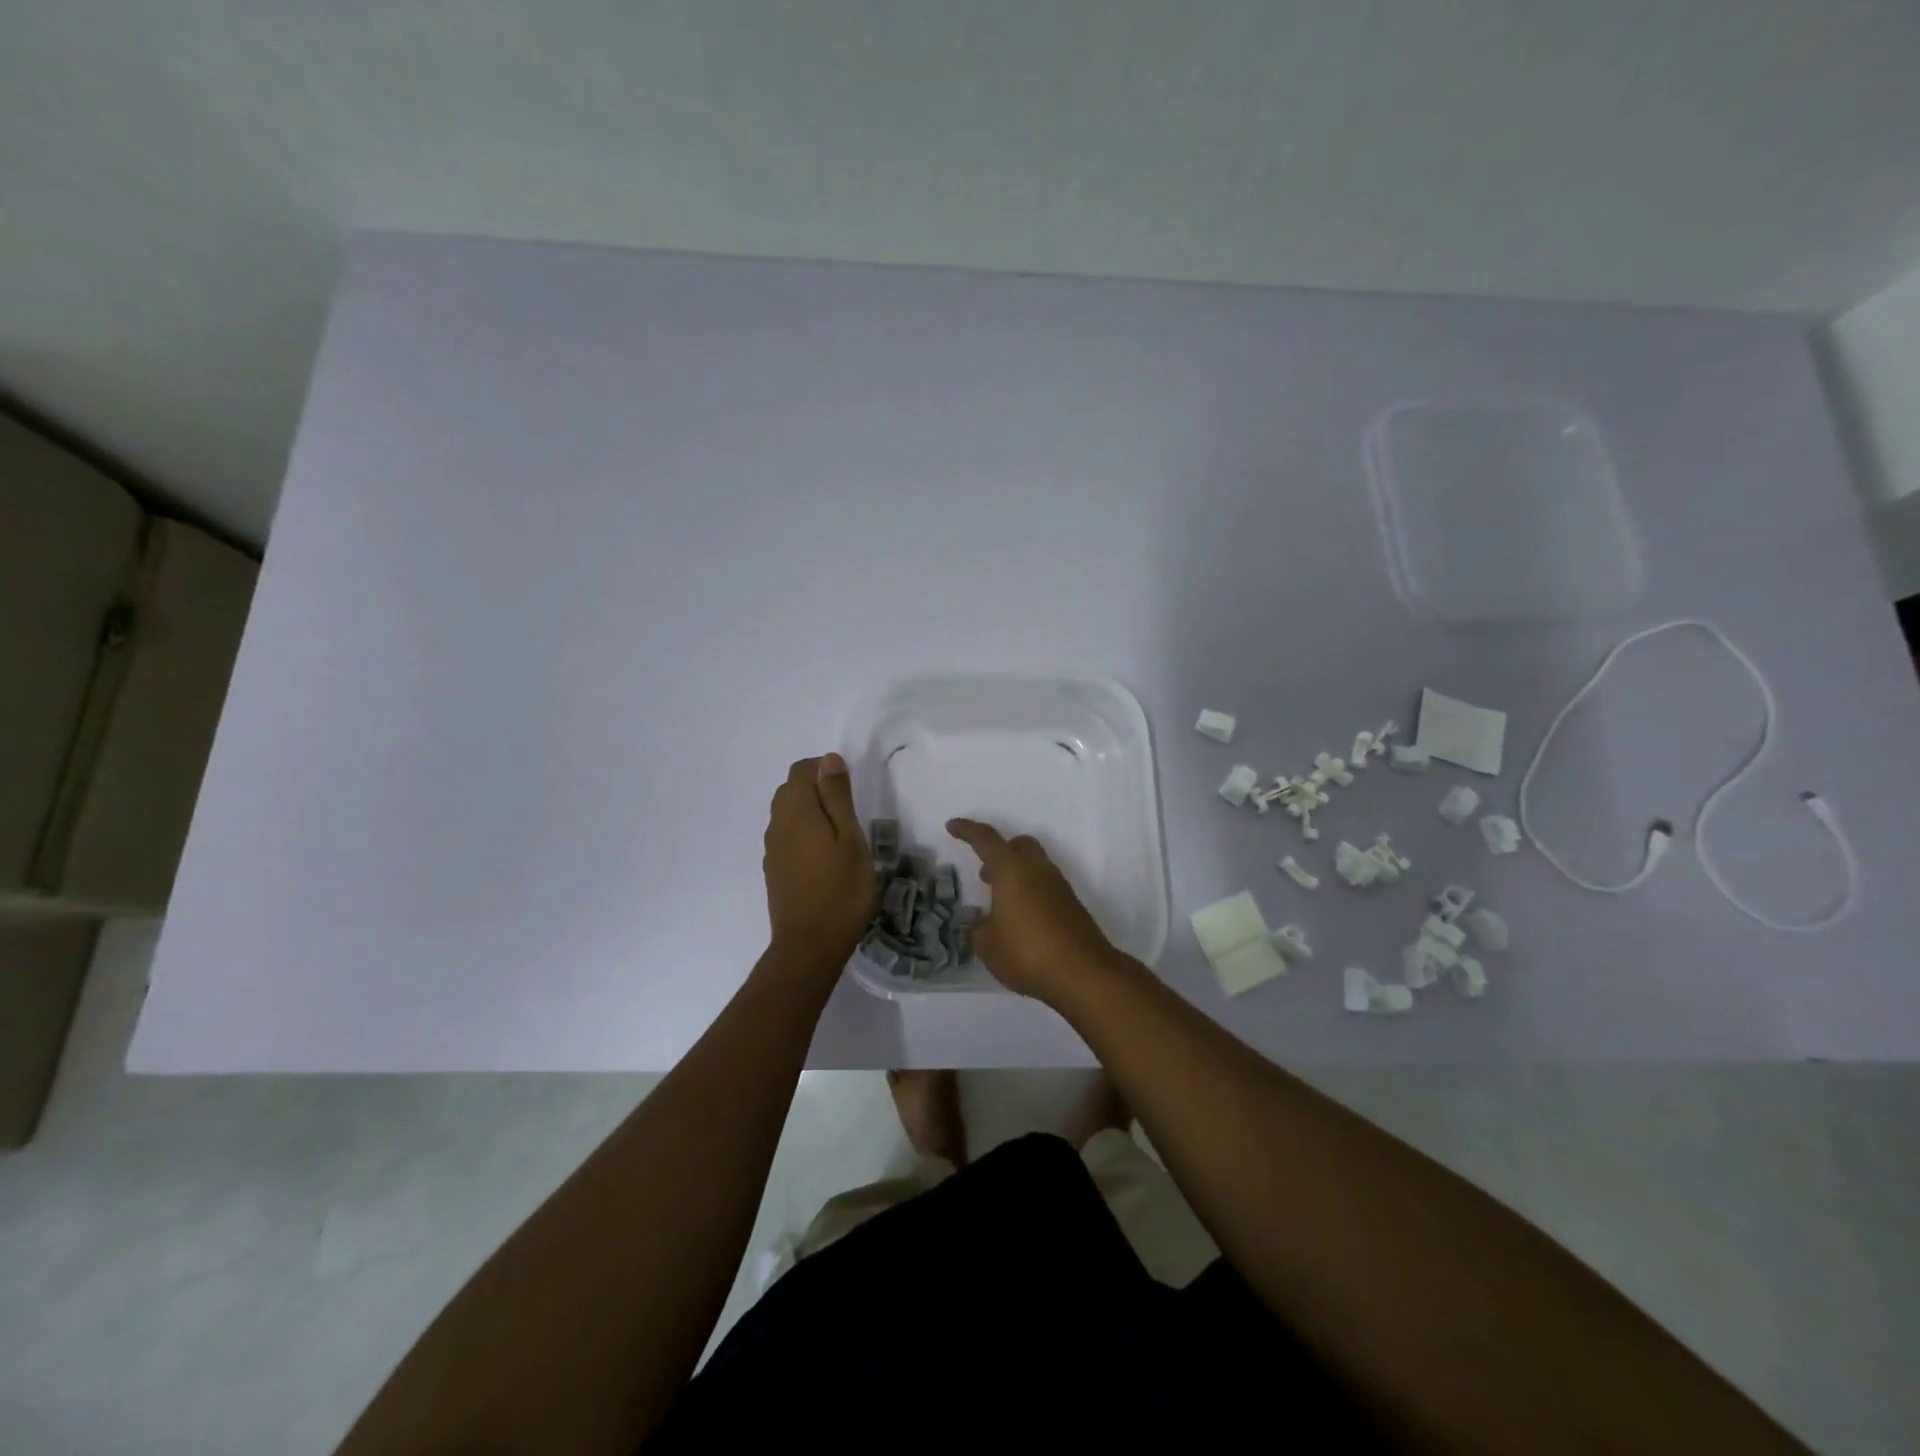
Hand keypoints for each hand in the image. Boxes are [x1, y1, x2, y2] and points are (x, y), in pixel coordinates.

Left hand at [764, 754, 875, 967]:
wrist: (809, 946)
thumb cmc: (841, 890)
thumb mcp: (850, 838)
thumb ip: (837, 797)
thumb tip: (828, 760)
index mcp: (796, 811)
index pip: (800, 770)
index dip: (823, 769)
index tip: (849, 788)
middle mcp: (777, 824)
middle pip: (790, 790)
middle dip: (815, 788)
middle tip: (848, 811)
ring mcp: (772, 849)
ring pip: (785, 814)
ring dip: (809, 812)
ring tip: (839, 834)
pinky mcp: (774, 869)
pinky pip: (785, 836)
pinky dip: (802, 833)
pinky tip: (823, 856)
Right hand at [945, 818, 1122, 1005]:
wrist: (1083, 973)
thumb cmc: (1026, 952)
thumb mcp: (988, 945)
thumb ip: (980, 929)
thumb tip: (983, 923)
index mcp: (1011, 870)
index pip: (985, 839)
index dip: (967, 830)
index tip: (952, 825)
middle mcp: (1037, 870)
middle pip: (1019, 845)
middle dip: (1001, 852)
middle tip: (985, 875)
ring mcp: (1059, 886)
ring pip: (1035, 866)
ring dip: (1016, 875)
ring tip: (1001, 905)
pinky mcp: (1072, 905)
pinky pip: (1046, 887)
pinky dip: (1031, 893)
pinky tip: (1022, 921)